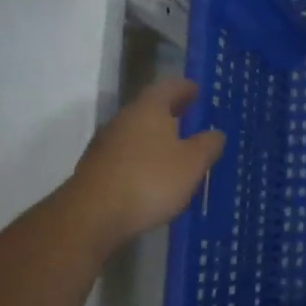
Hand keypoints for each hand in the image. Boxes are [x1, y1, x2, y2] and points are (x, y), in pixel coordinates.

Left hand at [65, 79, 224, 249]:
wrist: (91, 218)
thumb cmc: (150, 180)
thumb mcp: (192, 163)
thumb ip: (207, 145)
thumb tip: (215, 133)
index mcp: (148, 109)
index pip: (168, 87)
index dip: (185, 88)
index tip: (198, 91)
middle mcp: (123, 120)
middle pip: (149, 109)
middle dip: (170, 113)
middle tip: (191, 118)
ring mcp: (105, 146)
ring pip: (136, 133)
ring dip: (155, 138)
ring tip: (176, 150)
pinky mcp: (95, 171)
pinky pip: (125, 156)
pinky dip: (142, 159)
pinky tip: (154, 176)